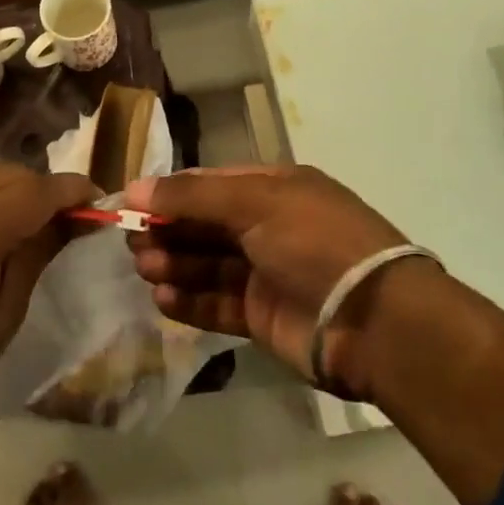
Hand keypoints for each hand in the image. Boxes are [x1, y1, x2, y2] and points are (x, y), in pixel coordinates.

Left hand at [0, 164, 99, 462]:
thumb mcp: (2, 318)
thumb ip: (36, 255)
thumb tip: (73, 219)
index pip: (33, 192)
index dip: (71, 191)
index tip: (98, 200)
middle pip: (6, 175)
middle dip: (42, 190)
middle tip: (67, 218)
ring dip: (10, 194)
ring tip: (28, 225)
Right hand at [125, 165, 428, 398]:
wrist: (372, 319)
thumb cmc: (314, 240)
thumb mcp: (255, 201)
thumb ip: (192, 196)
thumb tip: (134, 187)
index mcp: (274, 188)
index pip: (211, 184)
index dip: (171, 193)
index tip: (130, 204)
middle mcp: (269, 226)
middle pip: (205, 224)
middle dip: (169, 231)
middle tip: (132, 244)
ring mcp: (266, 272)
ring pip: (207, 264)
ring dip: (174, 264)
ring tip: (144, 269)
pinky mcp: (262, 316)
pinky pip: (217, 303)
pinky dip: (189, 300)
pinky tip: (163, 296)